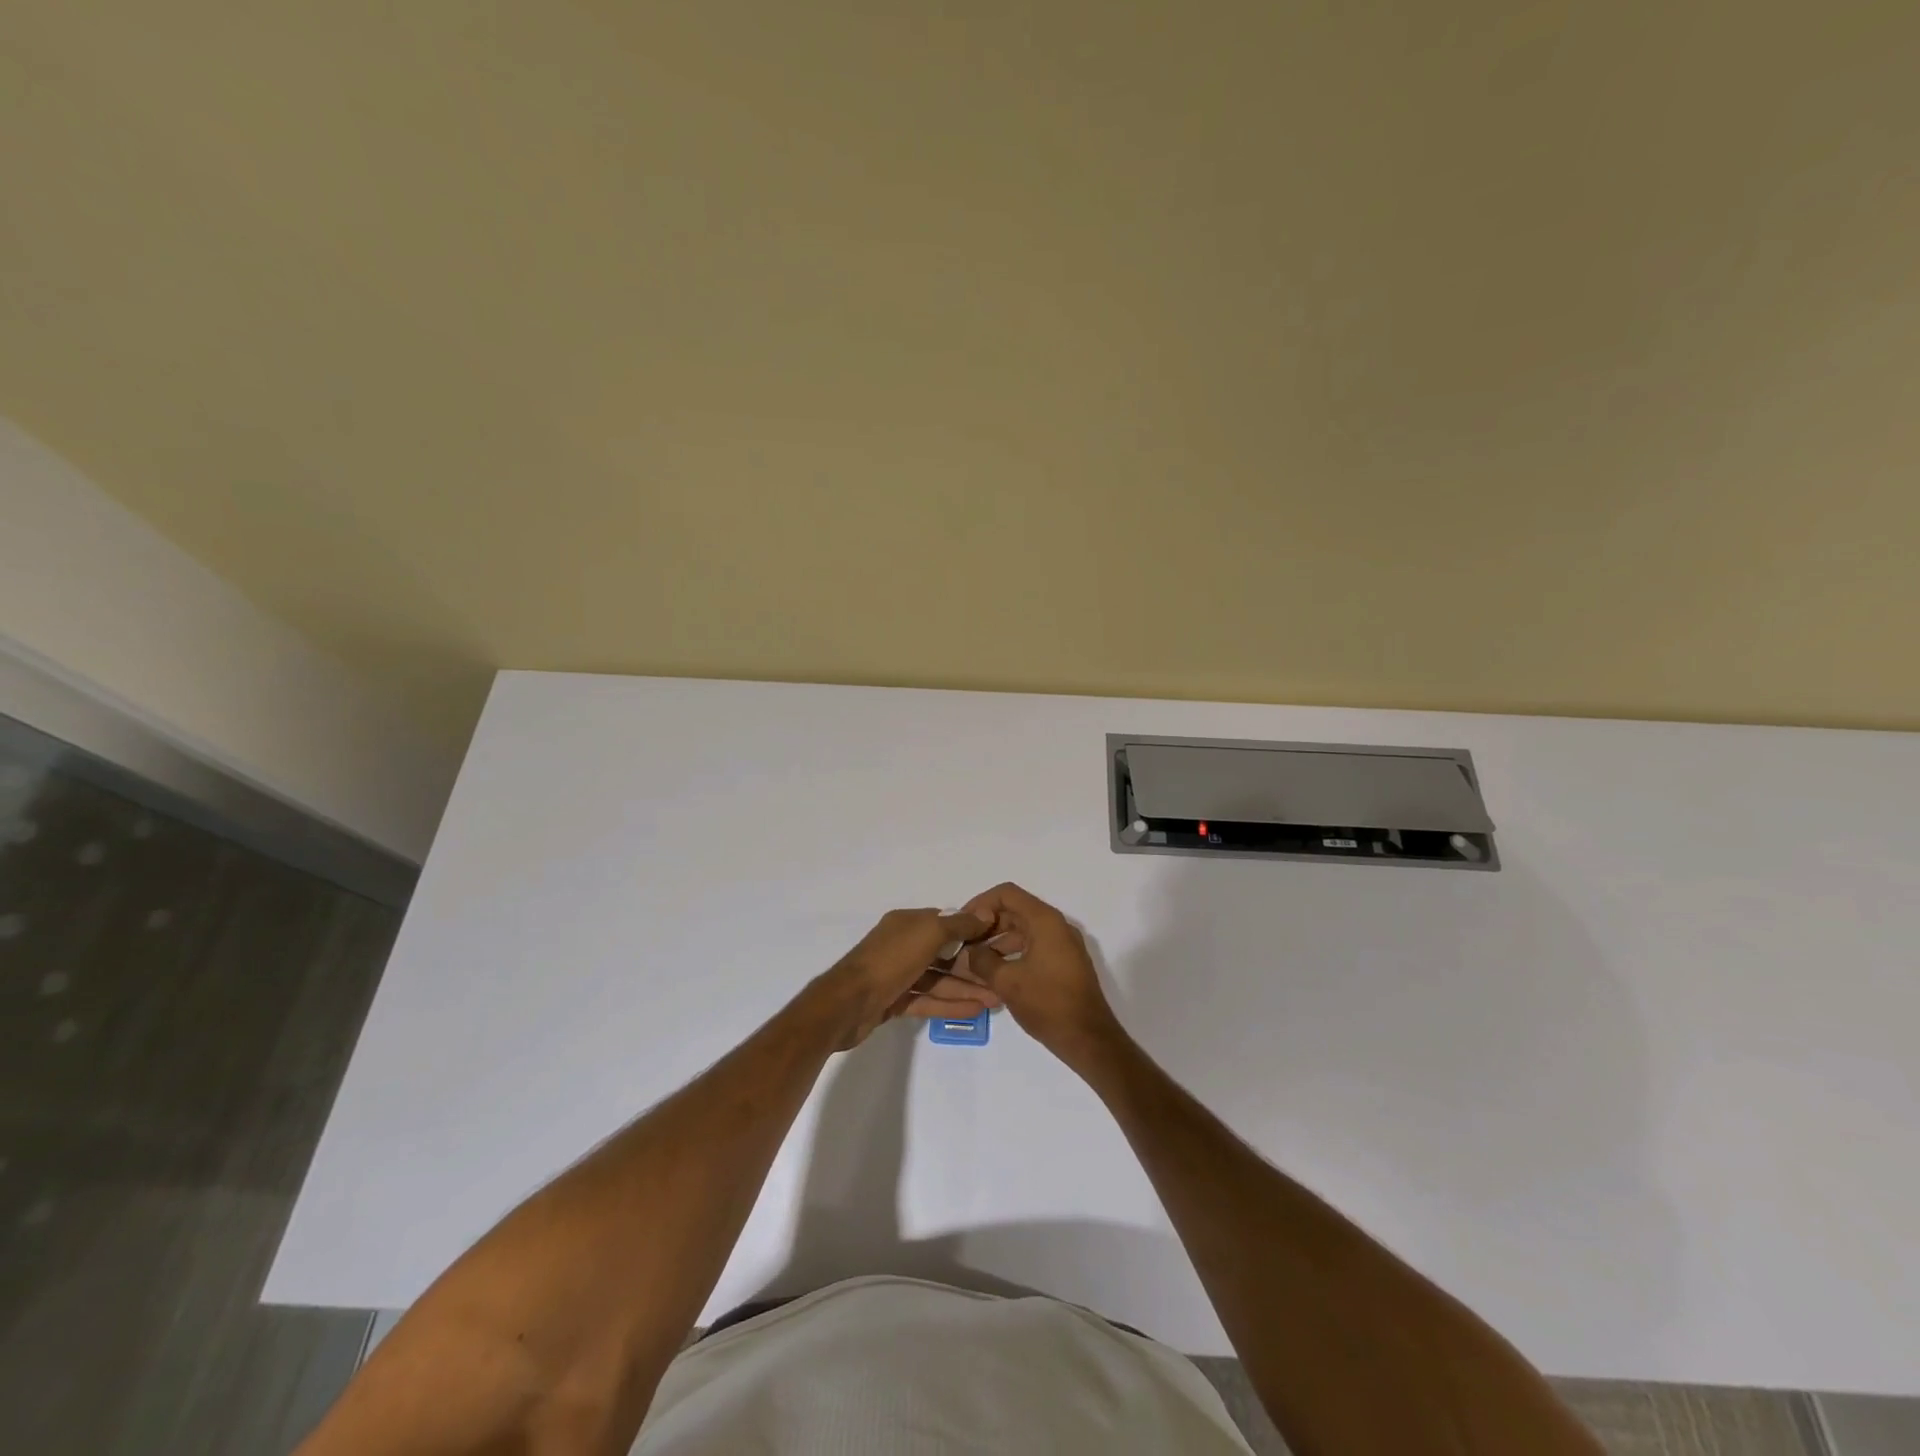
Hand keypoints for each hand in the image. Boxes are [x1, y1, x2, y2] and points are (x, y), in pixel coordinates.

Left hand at [824, 907, 995, 1048]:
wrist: (847, 1004)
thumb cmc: (890, 960)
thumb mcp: (928, 934)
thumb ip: (958, 924)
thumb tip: (984, 912)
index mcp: (908, 923)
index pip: (945, 923)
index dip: (972, 931)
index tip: (998, 942)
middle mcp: (903, 945)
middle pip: (944, 953)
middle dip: (973, 966)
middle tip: (1001, 979)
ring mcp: (898, 974)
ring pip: (938, 979)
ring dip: (966, 988)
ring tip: (995, 1000)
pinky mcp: (895, 1001)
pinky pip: (928, 1000)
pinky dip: (949, 1004)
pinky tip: (974, 1011)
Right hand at [956, 883, 1125, 1073]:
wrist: (1089, 1039)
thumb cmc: (1048, 1004)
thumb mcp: (1007, 982)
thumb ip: (982, 960)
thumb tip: (969, 952)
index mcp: (1045, 921)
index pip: (1007, 894)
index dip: (981, 903)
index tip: (963, 922)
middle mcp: (1056, 926)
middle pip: (1015, 911)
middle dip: (987, 925)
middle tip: (963, 944)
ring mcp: (1063, 944)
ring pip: (1023, 931)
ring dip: (998, 942)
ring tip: (973, 962)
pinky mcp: (1065, 963)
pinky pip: (1034, 947)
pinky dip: (1012, 954)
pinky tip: (994, 973)